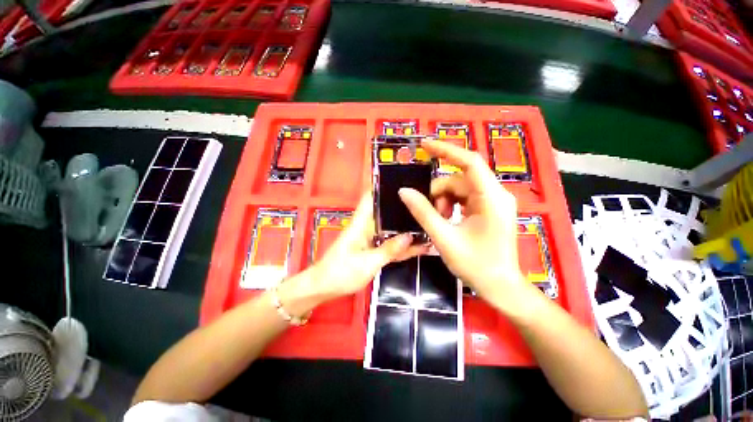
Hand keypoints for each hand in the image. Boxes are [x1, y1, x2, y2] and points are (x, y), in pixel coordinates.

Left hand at [288, 194, 426, 306]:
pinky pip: (389, 244)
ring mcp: (370, 239)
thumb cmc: (341, 273)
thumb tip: (409, 236)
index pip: (371, 198)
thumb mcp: (368, 263)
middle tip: (426, 205)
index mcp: (361, 223)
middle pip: (385, 212)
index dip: (384, 187)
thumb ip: (388, 250)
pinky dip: (401, 245)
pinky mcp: (372, 250)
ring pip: (390, 229)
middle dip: (402, 208)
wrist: (324, 288)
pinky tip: (418, 246)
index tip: (403, 183)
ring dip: (405, 228)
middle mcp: (366, 227)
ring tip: (427, 223)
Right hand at [398, 140, 539, 316]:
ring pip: (460, 189)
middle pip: (459, 179)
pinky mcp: (488, 209)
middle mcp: (495, 194)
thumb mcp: (444, 238)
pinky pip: (464, 198)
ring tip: (438, 221)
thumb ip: (423, 212)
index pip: (469, 162)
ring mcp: (493, 202)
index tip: (424, 145)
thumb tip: (404, 192)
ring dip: (443, 201)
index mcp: (491, 198)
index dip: (446, 150)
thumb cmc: (476, 265)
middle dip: (439, 192)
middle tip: (429, 213)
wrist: (500, 287)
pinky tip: (446, 220)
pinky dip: (450, 205)